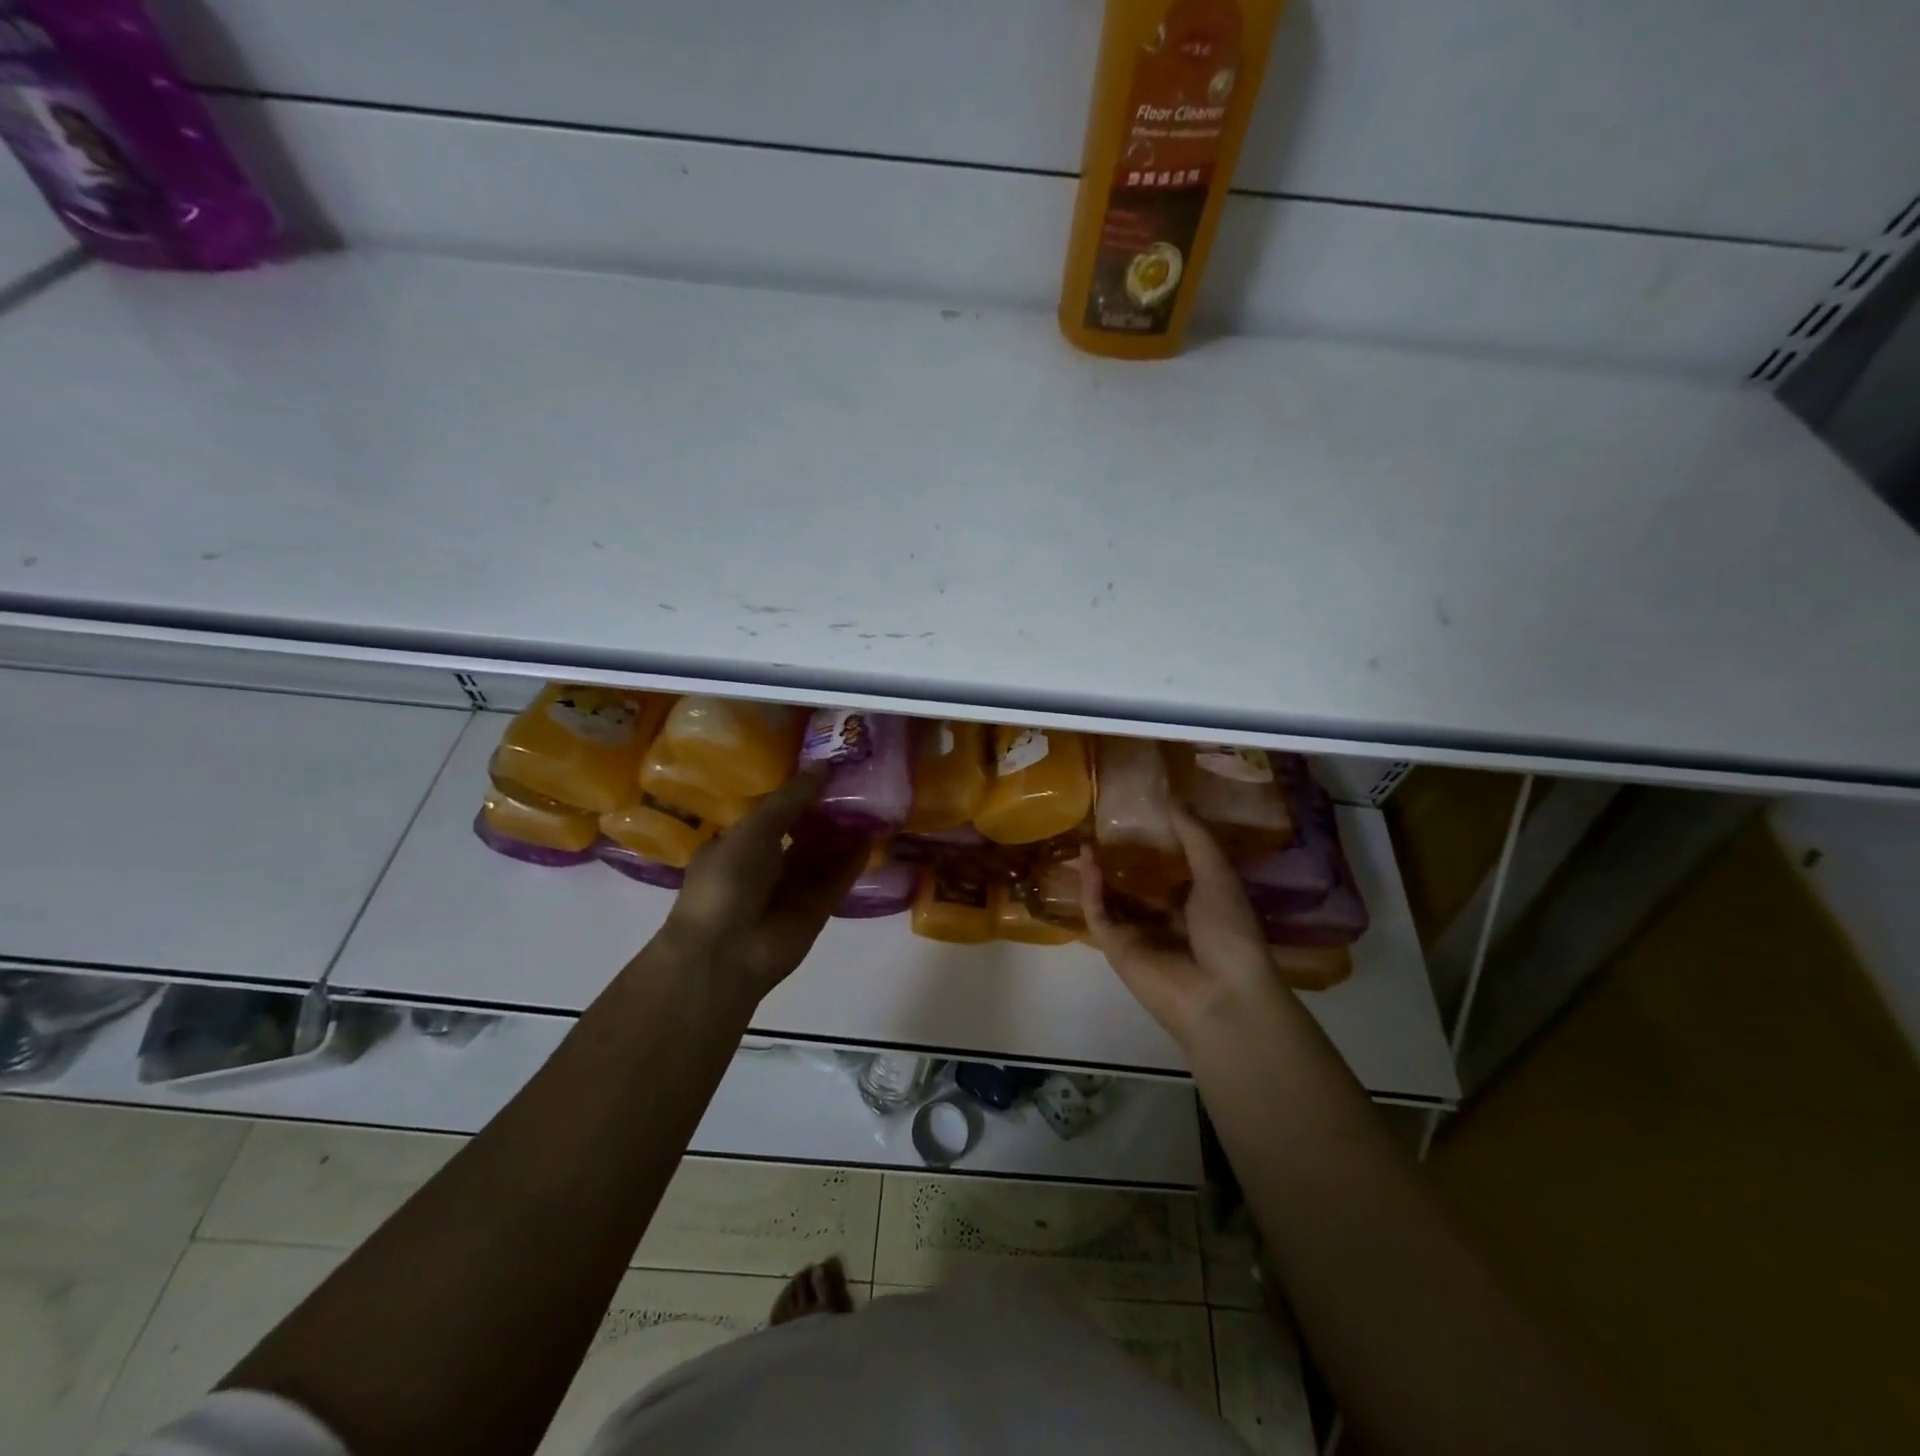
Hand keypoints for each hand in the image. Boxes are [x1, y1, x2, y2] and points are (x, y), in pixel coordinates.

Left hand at [660, 768, 871, 1003]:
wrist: (727, 951)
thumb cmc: (728, 880)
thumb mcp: (754, 829)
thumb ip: (791, 799)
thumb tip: (823, 765)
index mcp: (737, 844)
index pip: (771, 813)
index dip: (797, 793)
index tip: (825, 770)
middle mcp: (764, 866)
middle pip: (801, 833)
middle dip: (825, 812)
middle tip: (856, 783)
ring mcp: (791, 890)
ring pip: (822, 856)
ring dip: (843, 834)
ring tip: (871, 804)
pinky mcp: (816, 910)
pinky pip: (837, 879)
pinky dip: (853, 860)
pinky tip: (872, 836)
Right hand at [1078, 804, 1283, 1046]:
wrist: (1222, 995)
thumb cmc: (1230, 932)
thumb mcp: (1218, 875)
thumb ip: (1195, 837)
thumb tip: (1173, 797)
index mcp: (1195, 906)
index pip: (1168, 874)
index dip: (1153, 847)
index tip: (1138, 816)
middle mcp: (1164, 920)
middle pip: (1134, 886)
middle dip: (1119, 860)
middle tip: (1101, 826)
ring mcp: (1139, 936)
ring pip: (1111, 899)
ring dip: (1098, 872)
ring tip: (1085, 838)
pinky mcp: (1116, 949)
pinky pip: (1099, 914)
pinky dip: (1092, 889)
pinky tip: (1089, 860)